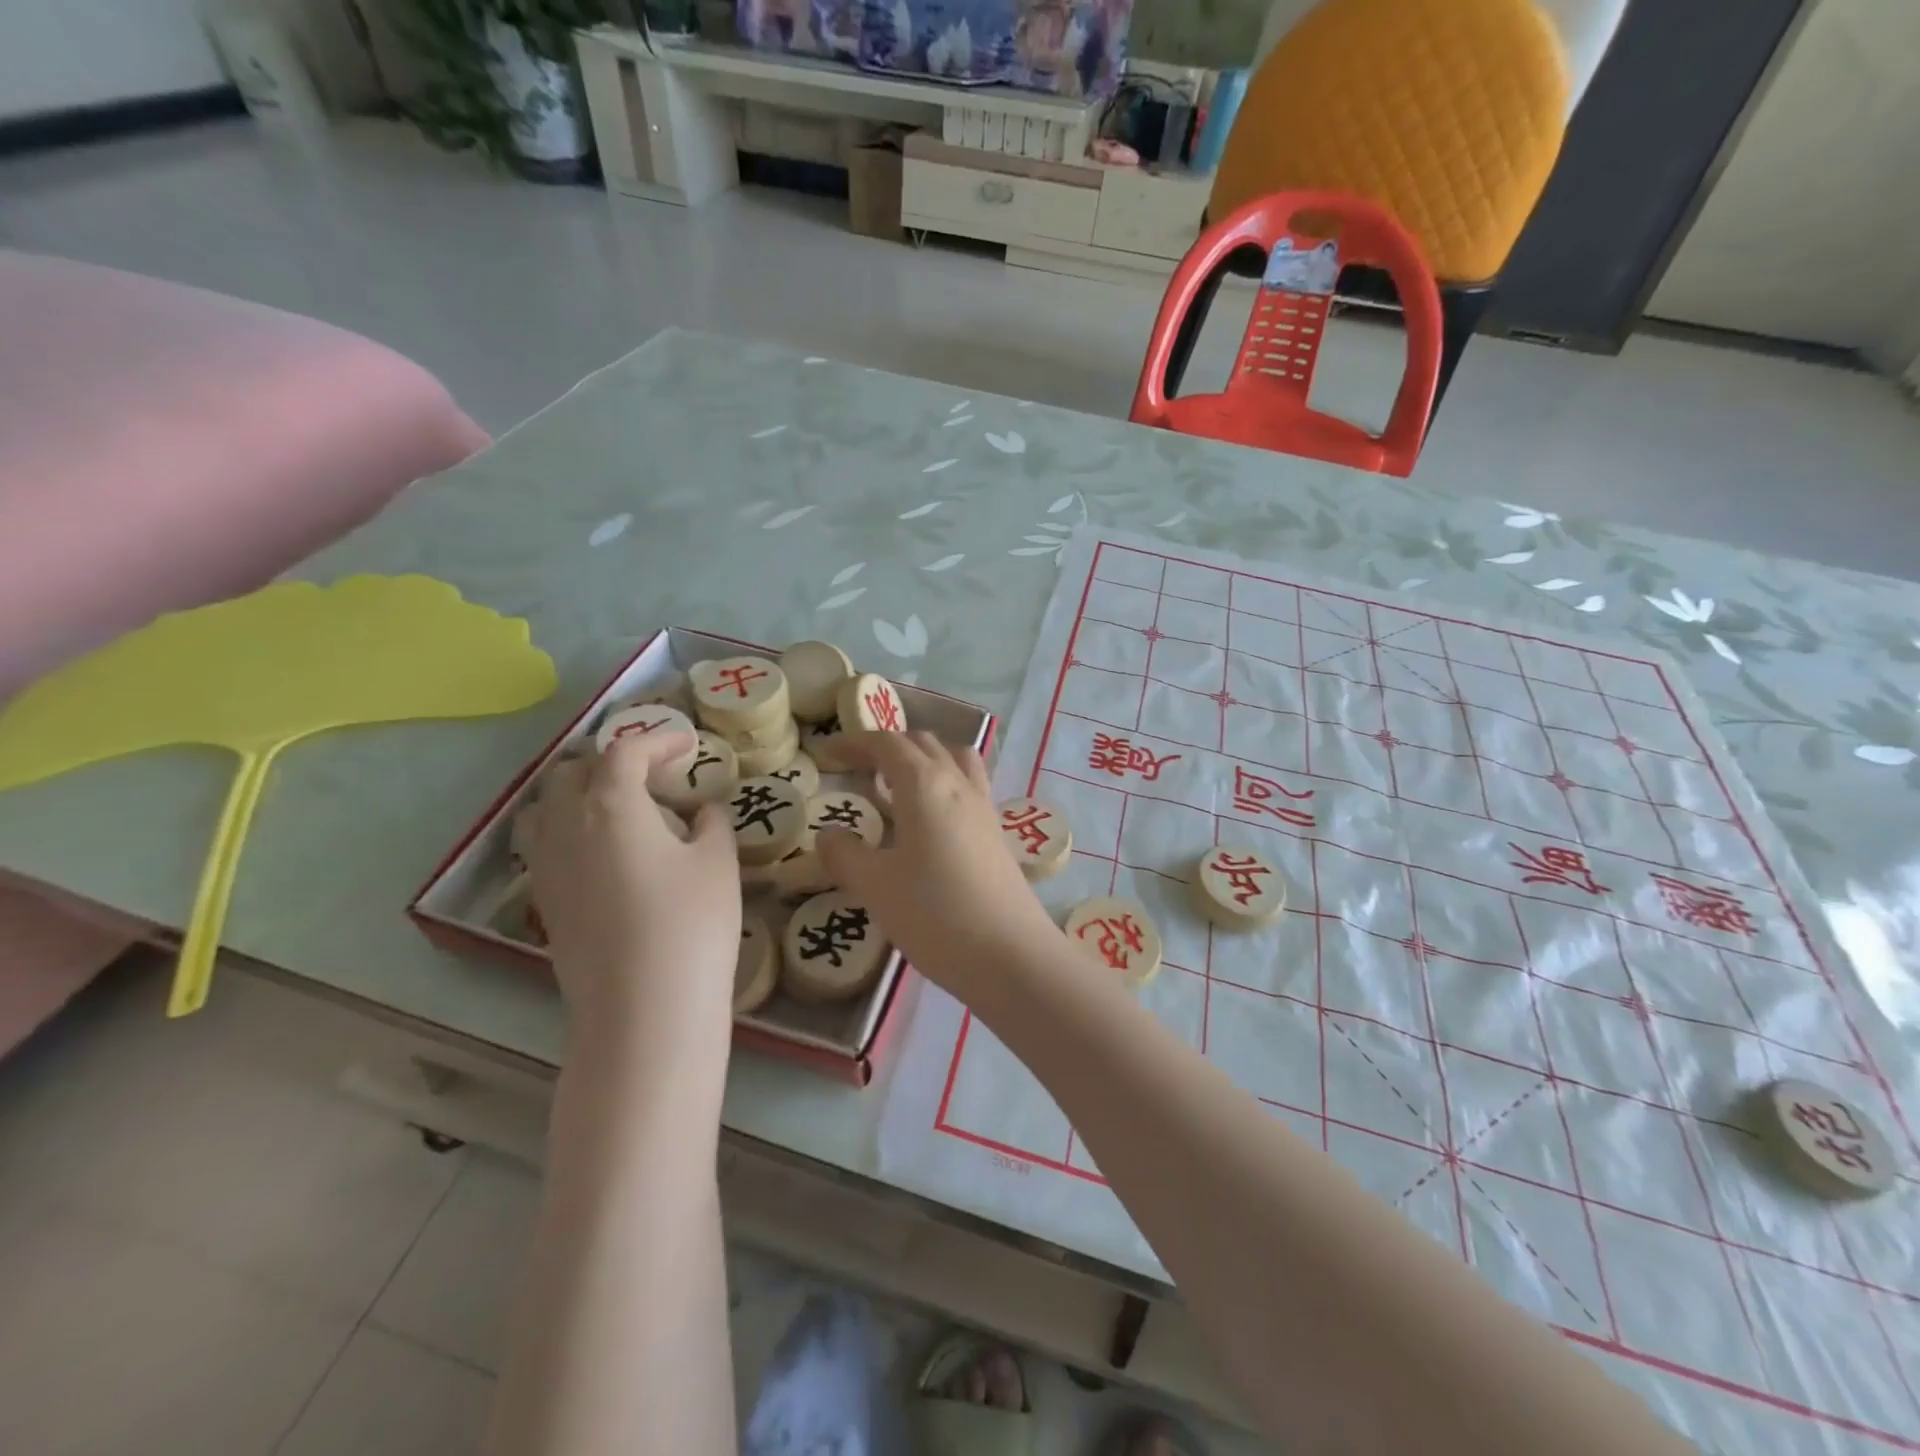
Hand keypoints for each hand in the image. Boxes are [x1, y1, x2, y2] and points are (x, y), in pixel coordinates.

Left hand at [519, 732, 740, 1048]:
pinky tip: (604, 854)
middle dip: (611, 762)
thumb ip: (710, 824)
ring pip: (544, 808)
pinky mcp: (544, 905)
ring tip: (616, 808)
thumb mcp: (717, 862)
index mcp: (611, 805)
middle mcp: (566, 827)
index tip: (689, 745)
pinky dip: (569, 831)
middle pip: (571, 773)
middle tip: (654, 775)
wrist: (644, 1010)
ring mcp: (547, 868)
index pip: (625, 752)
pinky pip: (544, 846)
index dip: (659, 740)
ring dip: (577, 794)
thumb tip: (700, 813)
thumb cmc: (691, 923)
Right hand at [815, 732, 1061, 1000]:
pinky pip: (969, 785)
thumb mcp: (875, 886)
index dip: (854, 742)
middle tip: (856, 769)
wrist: (1009, 955)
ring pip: (953, 758)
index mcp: (924, 784)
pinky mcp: (997, 832)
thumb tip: (829, 833)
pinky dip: (944, 782)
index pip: (887, 743)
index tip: (826, 753)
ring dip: (922, 759)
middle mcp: (958, 783)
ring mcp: (984, 806)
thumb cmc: (934, 914)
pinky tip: (930, 819)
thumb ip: (845, 854)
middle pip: (922, 743)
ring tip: (897, 786)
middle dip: (886, 747)